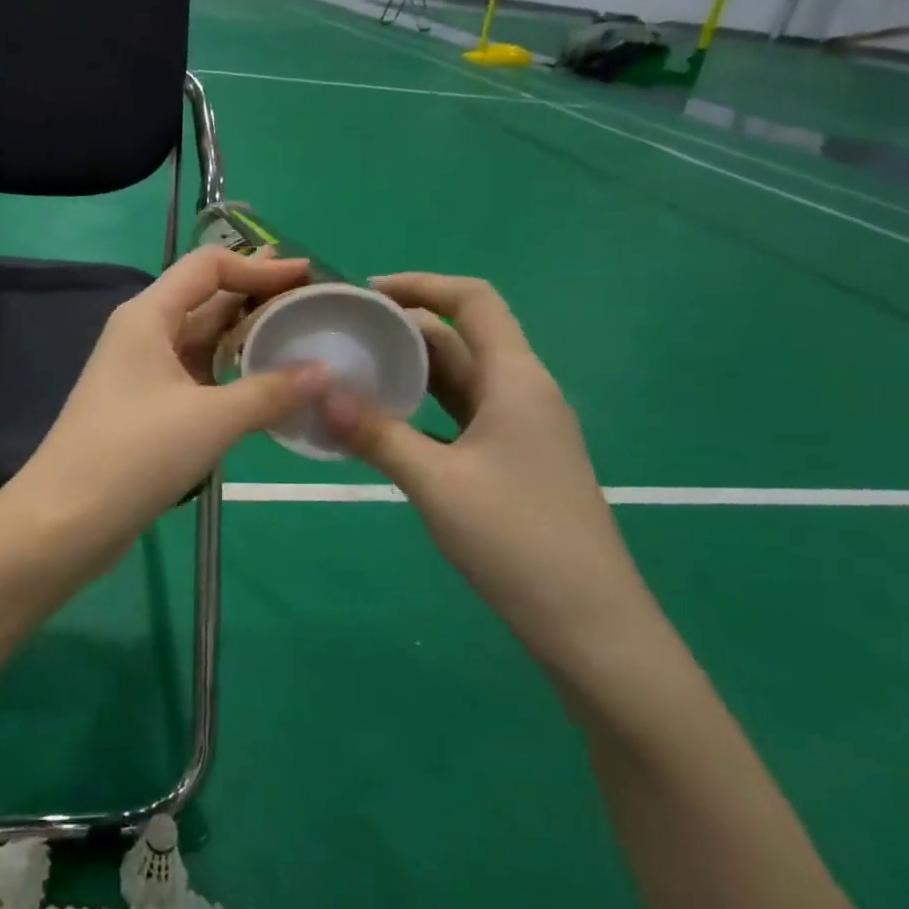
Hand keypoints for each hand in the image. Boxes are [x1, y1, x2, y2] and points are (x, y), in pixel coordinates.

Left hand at [12, 247, 326, 560]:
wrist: (66, 520)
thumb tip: (326, 372)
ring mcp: (142, 372)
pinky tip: (266, 384)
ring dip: (246, 337)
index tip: (307, 275)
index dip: (259, 266)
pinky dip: (231, 373)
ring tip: (297, 337)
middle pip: (206, 299)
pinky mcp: (147, 408)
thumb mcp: (210, 419)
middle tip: (310, 300)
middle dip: (256, 296)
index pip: (208, 267)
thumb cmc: (135, 454)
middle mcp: (143, 333)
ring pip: (202, 341)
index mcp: (149, 316)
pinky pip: (196, 375)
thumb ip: (270, 391)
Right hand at [320, 273, 654, 660]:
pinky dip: (423, 409)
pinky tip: (384, 425)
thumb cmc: (517, 539)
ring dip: (411, 371)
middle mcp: (523, 392)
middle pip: (462, 338)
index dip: (423, 284)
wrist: (590, 623)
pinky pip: (461, 416)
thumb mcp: (436, 483)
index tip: (367, 292)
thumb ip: (376, 434)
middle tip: (344, 336)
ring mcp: (521, 430)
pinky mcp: (514, 462)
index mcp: (516, 379)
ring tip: (353, 373)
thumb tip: (317, 393)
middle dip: (404, 329)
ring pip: (460, 380)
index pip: (474, 300)